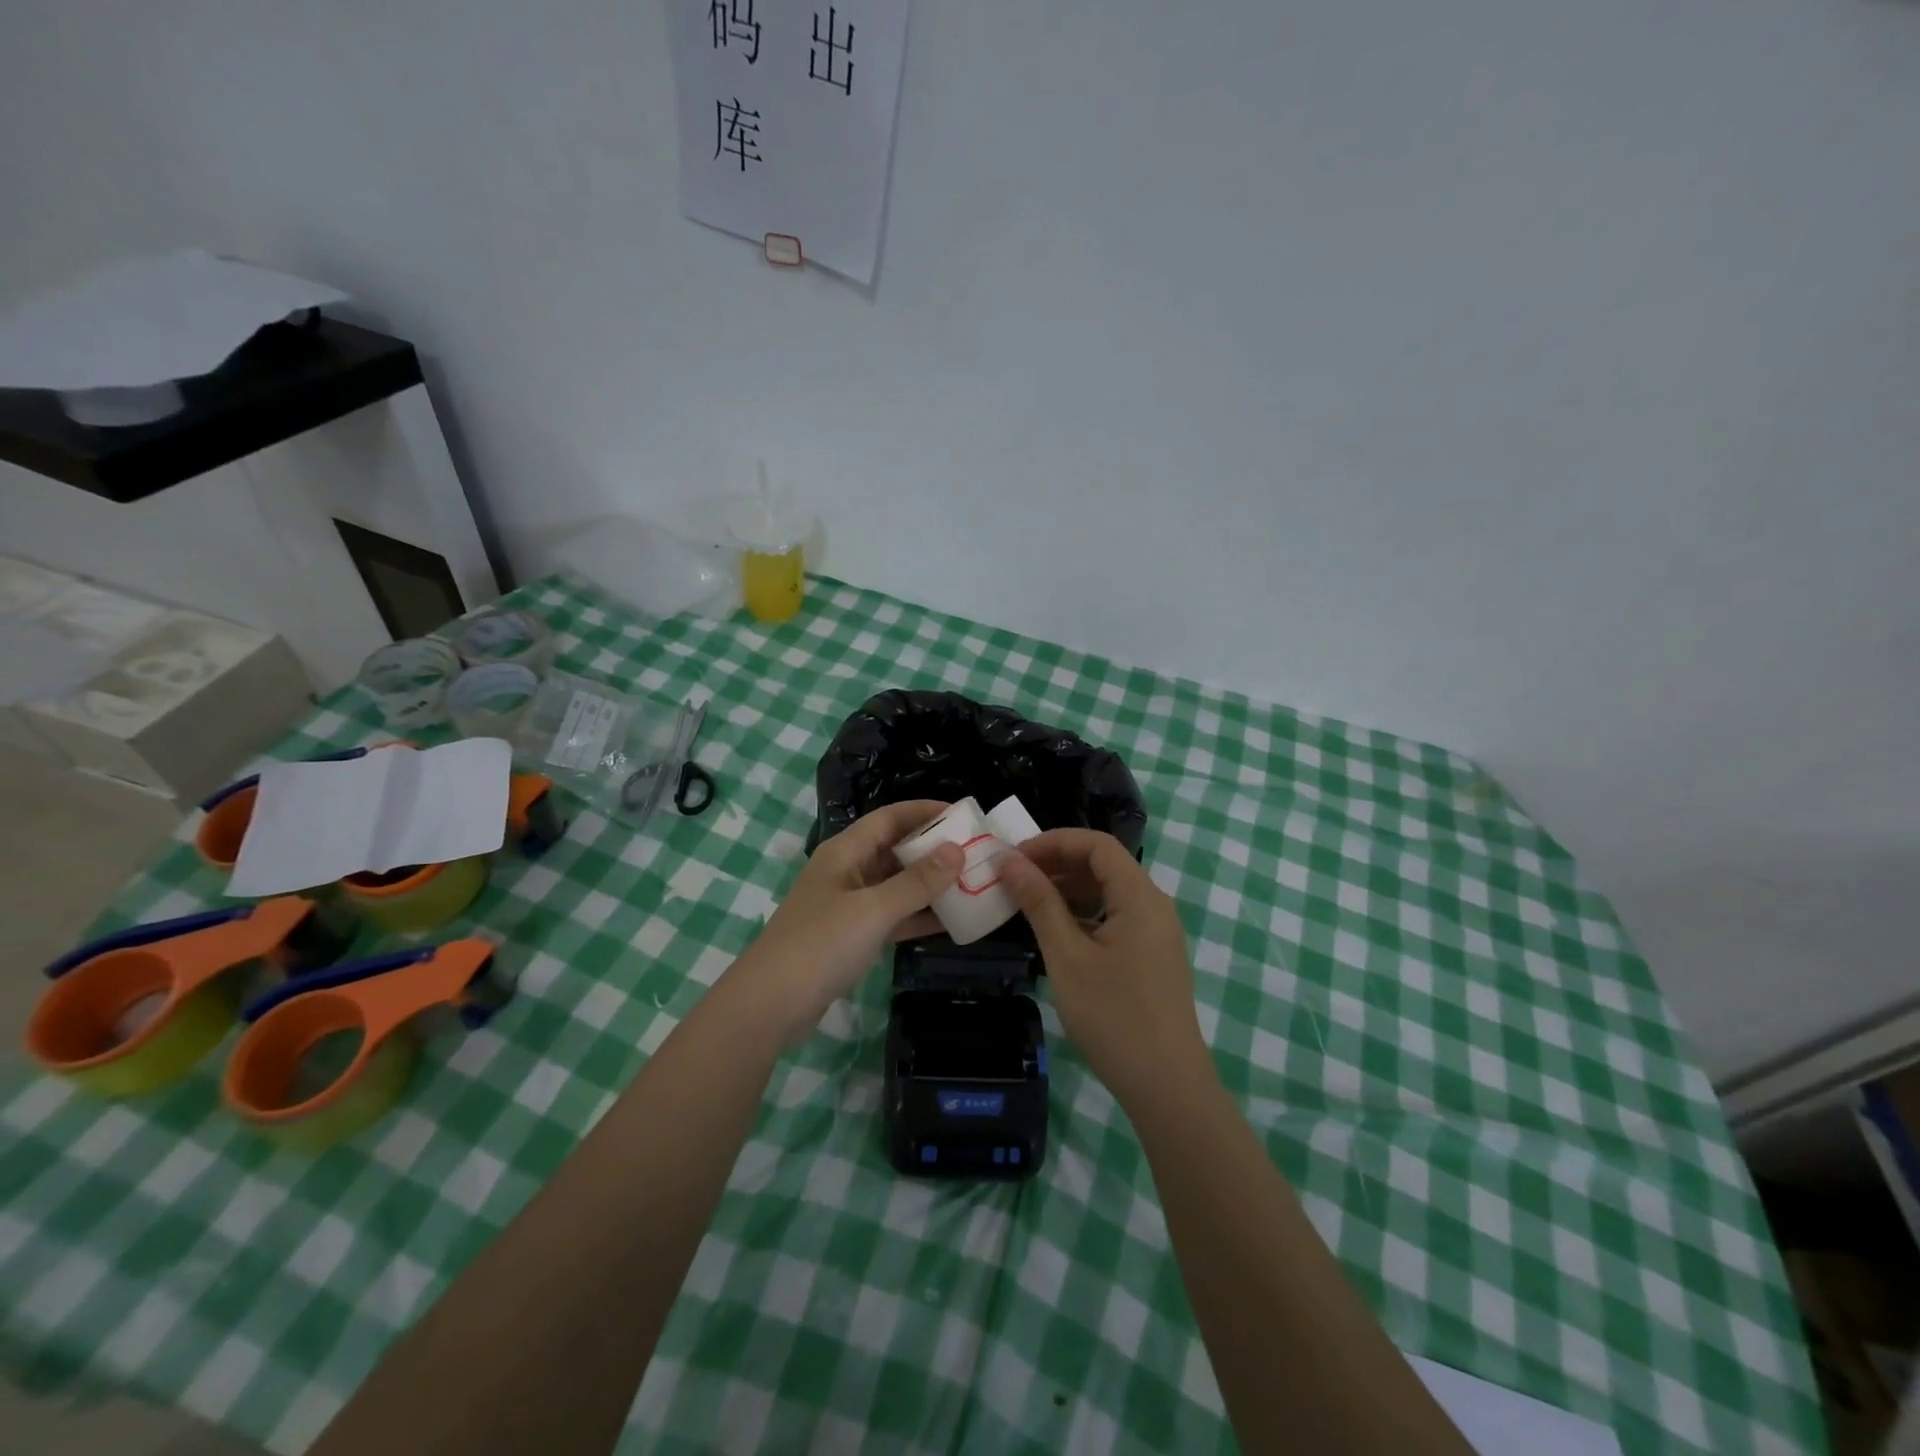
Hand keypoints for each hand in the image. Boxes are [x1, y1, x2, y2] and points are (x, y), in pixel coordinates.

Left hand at [734, 800, 962, 1040]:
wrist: (769, 1005)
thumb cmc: (820, 945)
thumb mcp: (873, 909)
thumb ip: (917, 882)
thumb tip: (957, 849)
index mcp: (845, 852)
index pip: (890, 817)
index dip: (925, 811)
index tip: (963, 814)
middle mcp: (847, 871)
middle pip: (895, 849)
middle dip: (933, 849)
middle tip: (976, 851)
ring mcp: (848, 906)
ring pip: (896, 885)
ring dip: (930, 885)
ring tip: (972, 883)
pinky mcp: (851, 937)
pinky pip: (892, 916)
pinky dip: (917, 916)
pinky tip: (951, 922)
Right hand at [1000, 829, 1210, 1106]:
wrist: (1167, 1085)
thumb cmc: (1113, 1017)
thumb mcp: (1067, 956)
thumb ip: (1040, 903)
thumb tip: (1009, 860)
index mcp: (1140, 896)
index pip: (1096, 845)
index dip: (1053, 841)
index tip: (1015, 857)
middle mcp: (1154, 905)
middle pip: (1104, 864)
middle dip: (1057, 863)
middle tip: (1014, 879)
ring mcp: (1157, 932)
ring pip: (1109, 891)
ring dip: (1068, 889)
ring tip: (1027, 902)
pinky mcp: (1153, 955)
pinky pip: (1116, 916)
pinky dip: (1084, 913)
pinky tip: (1056, 931)